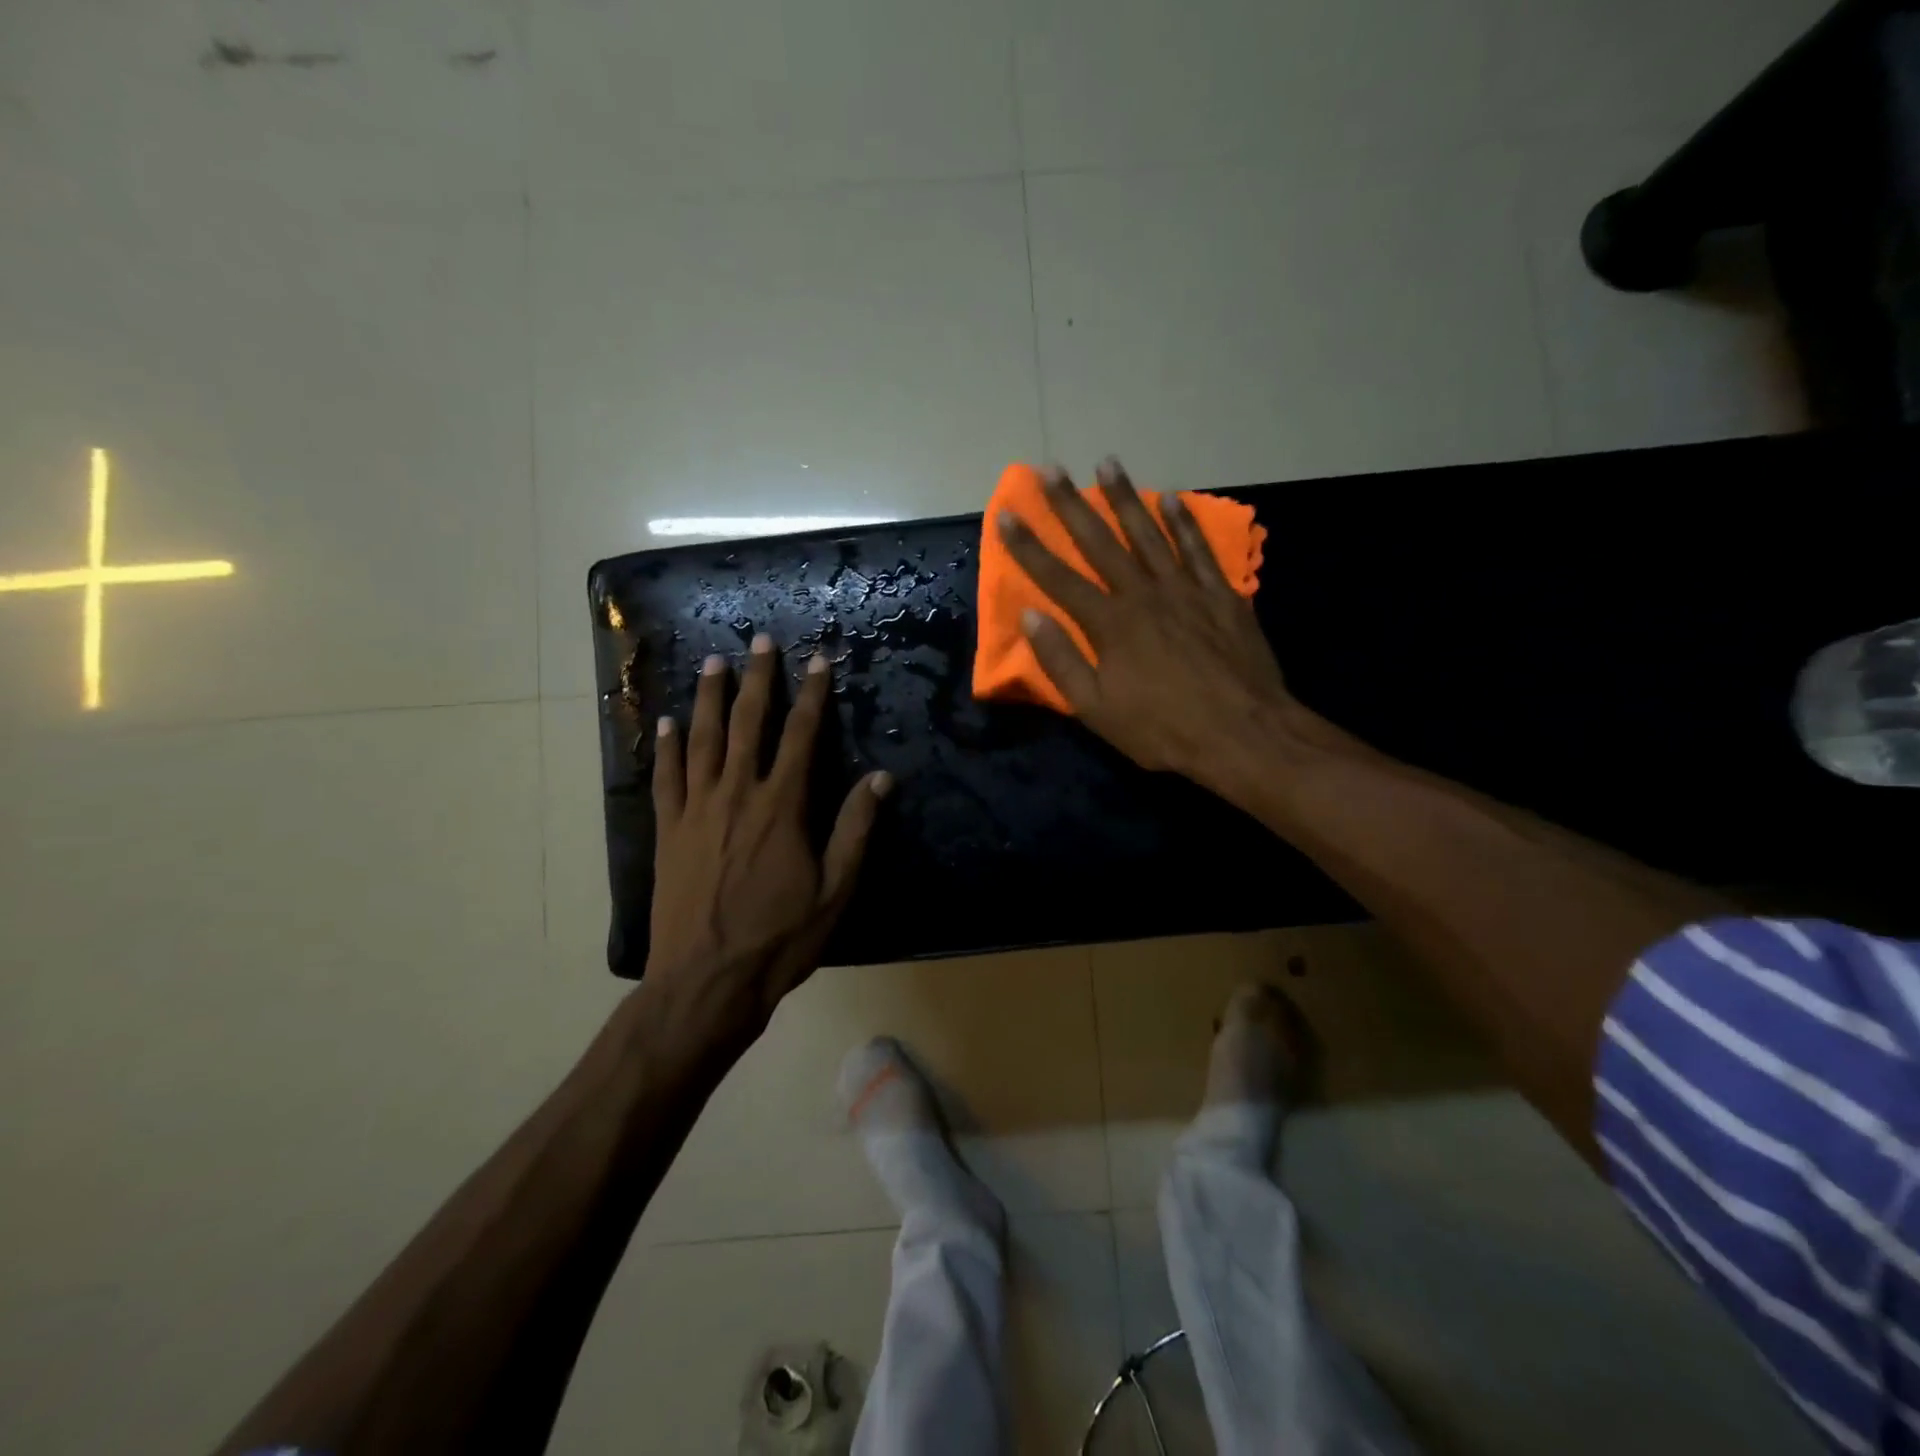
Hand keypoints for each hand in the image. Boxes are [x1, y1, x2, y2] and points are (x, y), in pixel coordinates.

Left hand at [646, 637, 890, 1041]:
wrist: (705, 983)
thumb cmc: (779, 939)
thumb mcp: (835, 889)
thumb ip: (855, 829)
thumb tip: (881, 778)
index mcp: (782, 807)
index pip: (801, 736)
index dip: (812, 695)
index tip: (818, 660)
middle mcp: (737, 794)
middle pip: (748, 724)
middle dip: (758, 679)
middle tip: (761, 641)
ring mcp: (696, 810)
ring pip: (702, 739)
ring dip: (709, 698)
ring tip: (714, 662)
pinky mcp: (667, 831)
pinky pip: (666, 778)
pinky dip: (666, 747)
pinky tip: (666, 723)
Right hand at [997, 457, 1299, 791]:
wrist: (1243, 734)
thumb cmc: (1163, 729)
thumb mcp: (1097, 709)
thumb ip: (1062, 661)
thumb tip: (1031, 616)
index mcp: (1110, 624)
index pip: (1058, 577)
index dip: (1029, 546)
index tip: (1007, 513)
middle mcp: (1143, 594)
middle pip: (1100, 543)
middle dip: (1071, 504)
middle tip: (1051, 468)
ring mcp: (1185, 590)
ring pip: (1149, 534)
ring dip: (1125, 498)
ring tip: (1107, 463)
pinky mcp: (1221, 595)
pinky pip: (1198, 549)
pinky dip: (1184, 523)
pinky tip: (1172, 498)